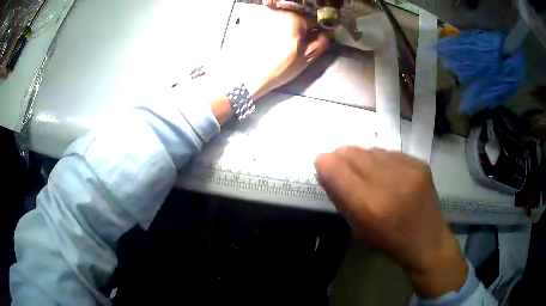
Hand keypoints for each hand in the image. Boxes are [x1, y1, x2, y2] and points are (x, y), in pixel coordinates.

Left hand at [212, 3, 331, 100]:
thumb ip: (321, 42)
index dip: (319, 28)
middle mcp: (279, 12)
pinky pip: (273, 19)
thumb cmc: (279, 67)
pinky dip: (277, 25)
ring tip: (286, 41)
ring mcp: (265, 15)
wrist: (247, 75)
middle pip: (299, 15)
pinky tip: (274, 38)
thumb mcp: (305, 57)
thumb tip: (329, 32)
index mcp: (294, 19)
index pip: (315, 18)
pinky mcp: (254, 20)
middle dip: (304, 25)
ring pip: (286, 16)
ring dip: (290, 25)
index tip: (319, 36)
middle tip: (302, 40)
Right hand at [314, 147, 467, 297]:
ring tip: (360, 167)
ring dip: (360, 156)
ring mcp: (408, 170)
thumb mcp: (358, 229)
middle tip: (336, 161)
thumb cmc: (390, 242)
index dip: (324, 162)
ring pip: (371, 149)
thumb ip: (340, 199)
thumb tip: (326, 172)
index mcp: (371, 207)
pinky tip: (382, 170)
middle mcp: (390, 183)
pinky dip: (380, 158)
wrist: (428, 241)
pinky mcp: (420, 164)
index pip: (338, 171)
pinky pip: (390, 153)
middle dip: (340, 155)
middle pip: (354, 154)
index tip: (320, 162)